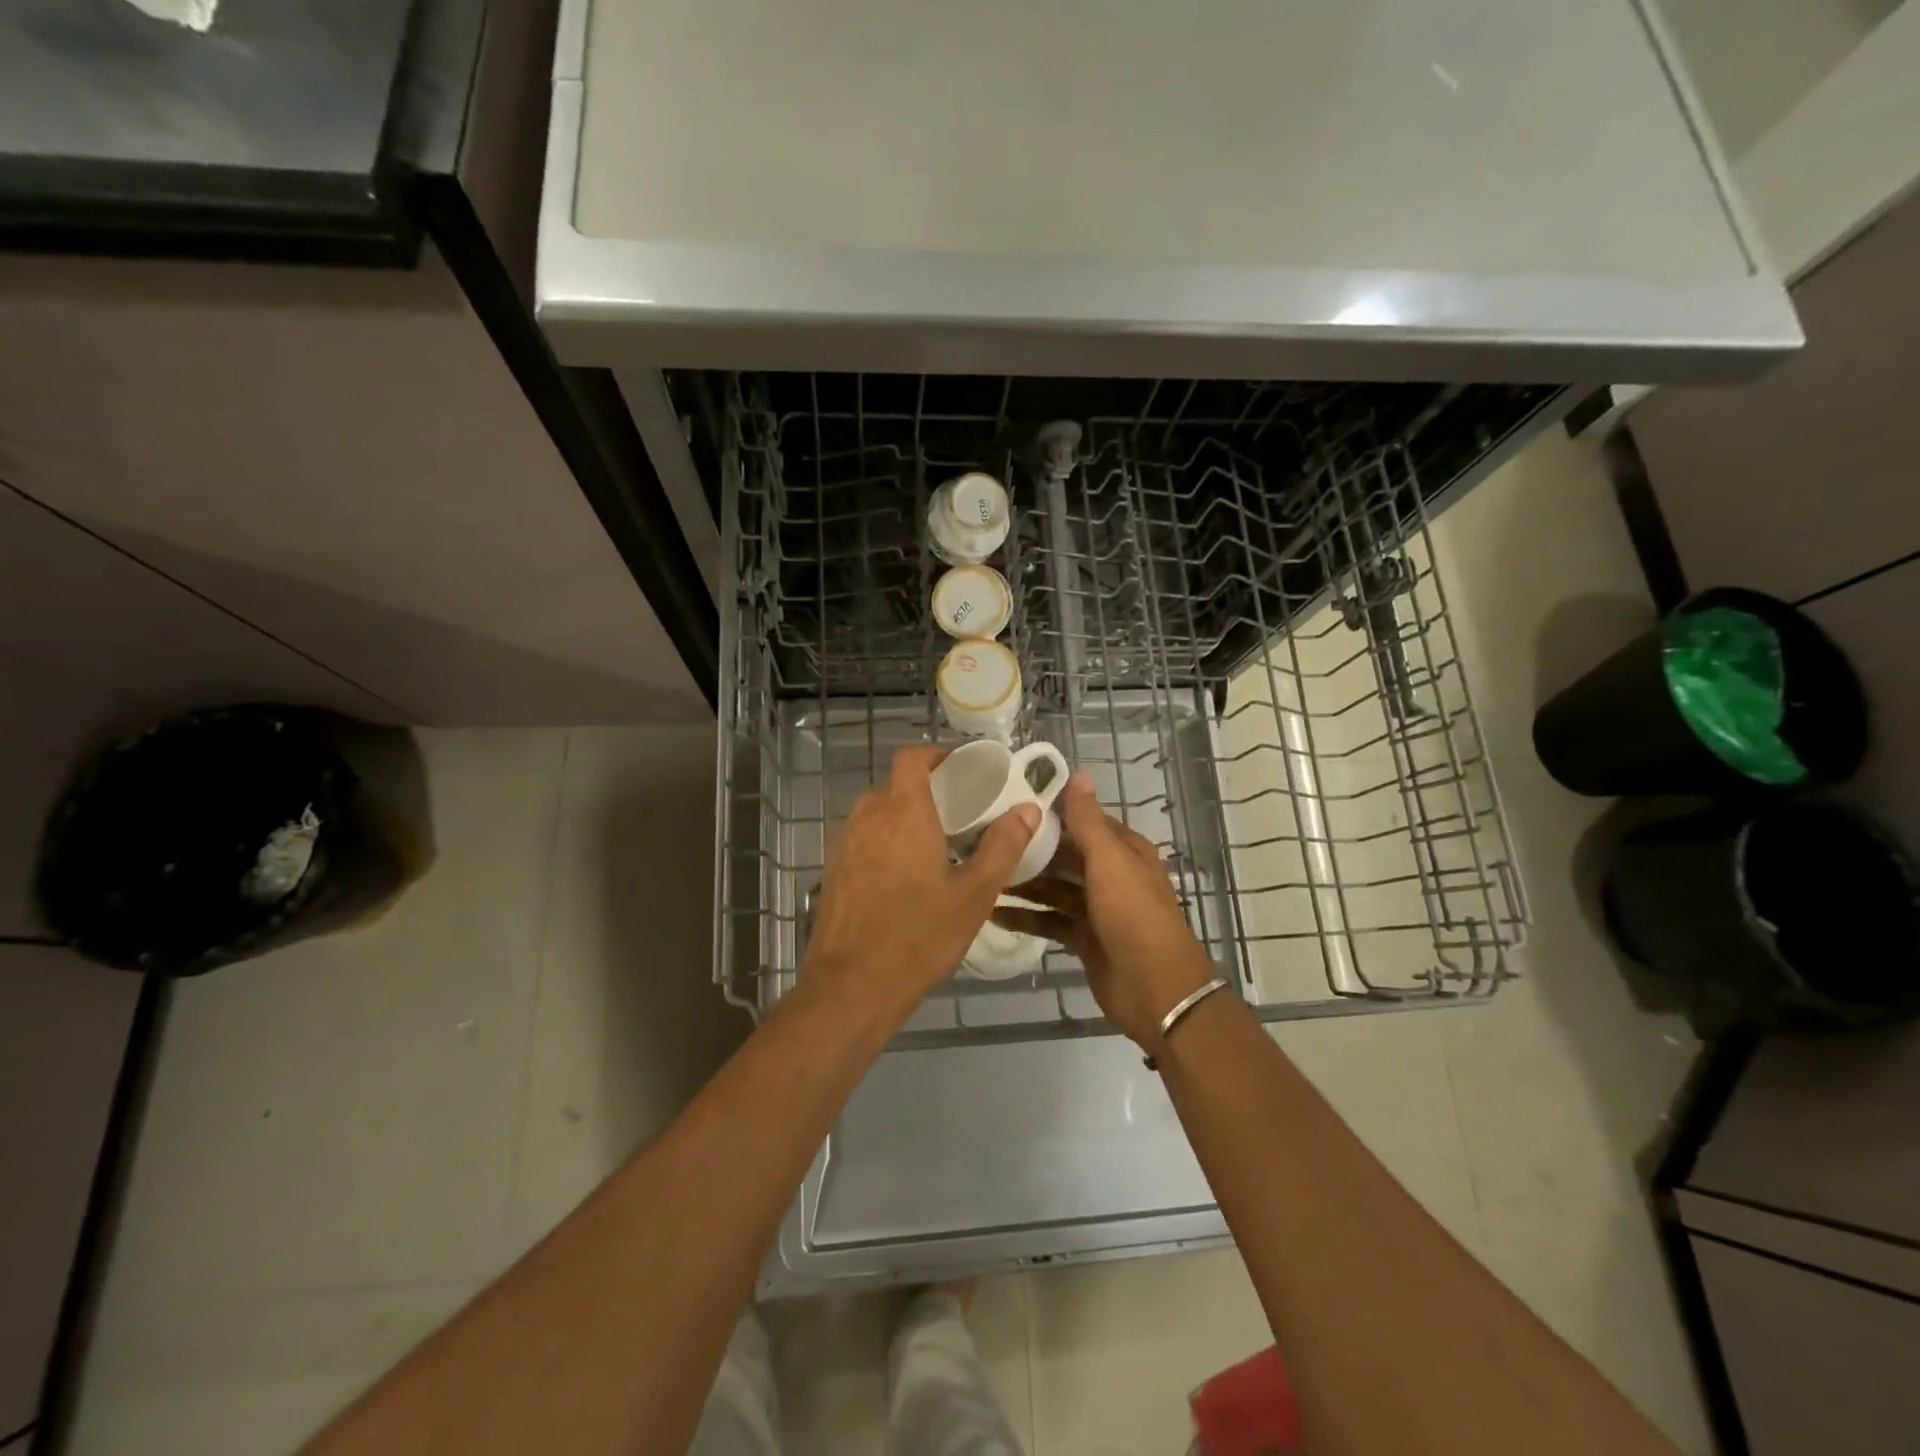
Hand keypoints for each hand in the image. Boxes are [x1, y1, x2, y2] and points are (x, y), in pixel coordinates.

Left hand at [804, 746, 1038, 1018]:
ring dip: (904, 818)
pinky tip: (905, 877)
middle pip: (896, 786)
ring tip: (936, 845)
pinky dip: (885, 842)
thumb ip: (1003, 846)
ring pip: (877, 814)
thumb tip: (1029, 809)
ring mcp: (845, 845)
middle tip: (959, 813)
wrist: (851, 987)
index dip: (935, 755)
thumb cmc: (919, 936)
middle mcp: (868, 818)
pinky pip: (863, 840)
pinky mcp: (834, 871)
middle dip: (926, 791)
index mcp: (903, 813)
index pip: (911, 758)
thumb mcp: (974, 894)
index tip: (962, 769)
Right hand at [993, 773, 1215, 1049]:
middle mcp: (1109, 873)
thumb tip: (1079, 772)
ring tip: (981, 873)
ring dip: (1022, 882)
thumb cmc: (1133, 915)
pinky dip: (1025, 916)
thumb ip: (1088, 821)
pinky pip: (1048, 920)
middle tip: (981, 839)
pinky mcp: (1083, 937)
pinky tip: (992, 913)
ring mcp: (1096, 907)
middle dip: (1029, 848)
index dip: (1049, 812)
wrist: (1154, 988)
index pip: (1081, 820)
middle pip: (1063, 854)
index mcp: (1122, 849)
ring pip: (1053, 887)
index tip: (1006, 802)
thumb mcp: (1109, 861)